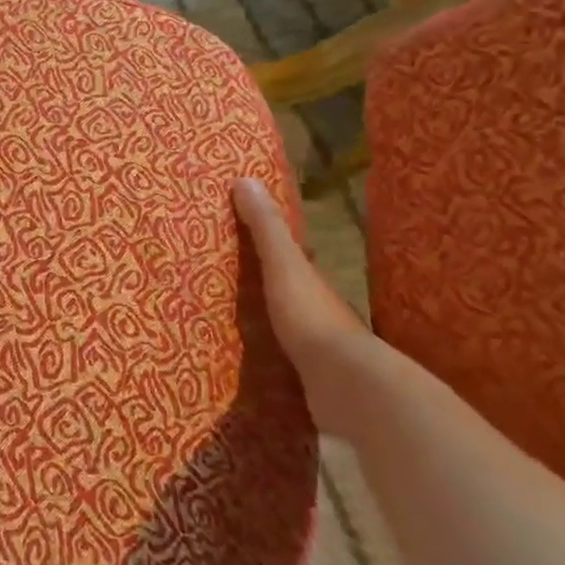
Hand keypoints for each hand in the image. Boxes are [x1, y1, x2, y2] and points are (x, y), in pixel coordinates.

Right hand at [233, 177, 376, 438]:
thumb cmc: (311, 316)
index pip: (289, 253)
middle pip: (285, 288)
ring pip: (282, 324)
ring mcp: (314, 346)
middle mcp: (316, 308)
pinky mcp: (305, 378)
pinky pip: (277, 358)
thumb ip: (265, 228)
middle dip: (259, 283)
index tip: (236, 230)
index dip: (266, 240)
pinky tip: (240, 359)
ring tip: (220, 318)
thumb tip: (244, 178)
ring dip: (261, 320)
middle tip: (219, 275)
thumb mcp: (284, 265)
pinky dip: (262, 354)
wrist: (344, 385)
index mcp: (310, 279)